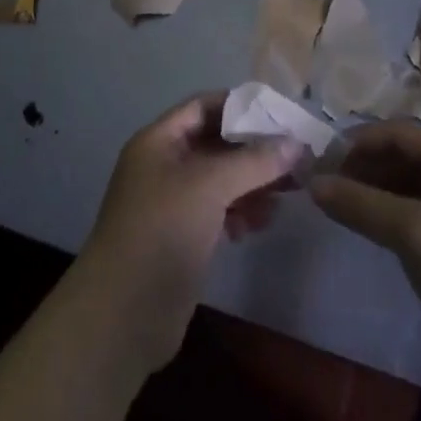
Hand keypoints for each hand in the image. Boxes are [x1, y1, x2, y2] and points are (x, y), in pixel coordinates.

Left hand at [76, 92, 301, 371]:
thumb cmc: (162, 232)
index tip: (282, 116)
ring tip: (288, 193)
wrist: (123, 314)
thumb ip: (254, 161)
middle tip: (297, 158)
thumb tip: (297, 143)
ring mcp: (172, 203)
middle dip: (254, 149)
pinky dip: (241, 211)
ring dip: (253, 182)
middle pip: (216, 143)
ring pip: (220, 180)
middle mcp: (164, 165)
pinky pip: (218, 211)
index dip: (241, 107)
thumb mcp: (209, 186)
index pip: (204, 107)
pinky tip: (261, 223)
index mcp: (159, 141)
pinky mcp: (182, 238)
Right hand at [309, 123, 420, 383]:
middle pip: (406, 158)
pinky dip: (395, 219)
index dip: (358, 143)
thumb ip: (362, 205)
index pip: (399, 133)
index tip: (320, 164)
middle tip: (326, 192)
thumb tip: (312, 183)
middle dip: (365, 168)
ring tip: (342, 213)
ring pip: (413, 189)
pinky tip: (375, 236)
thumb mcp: (417, 235)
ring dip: (377, 194)